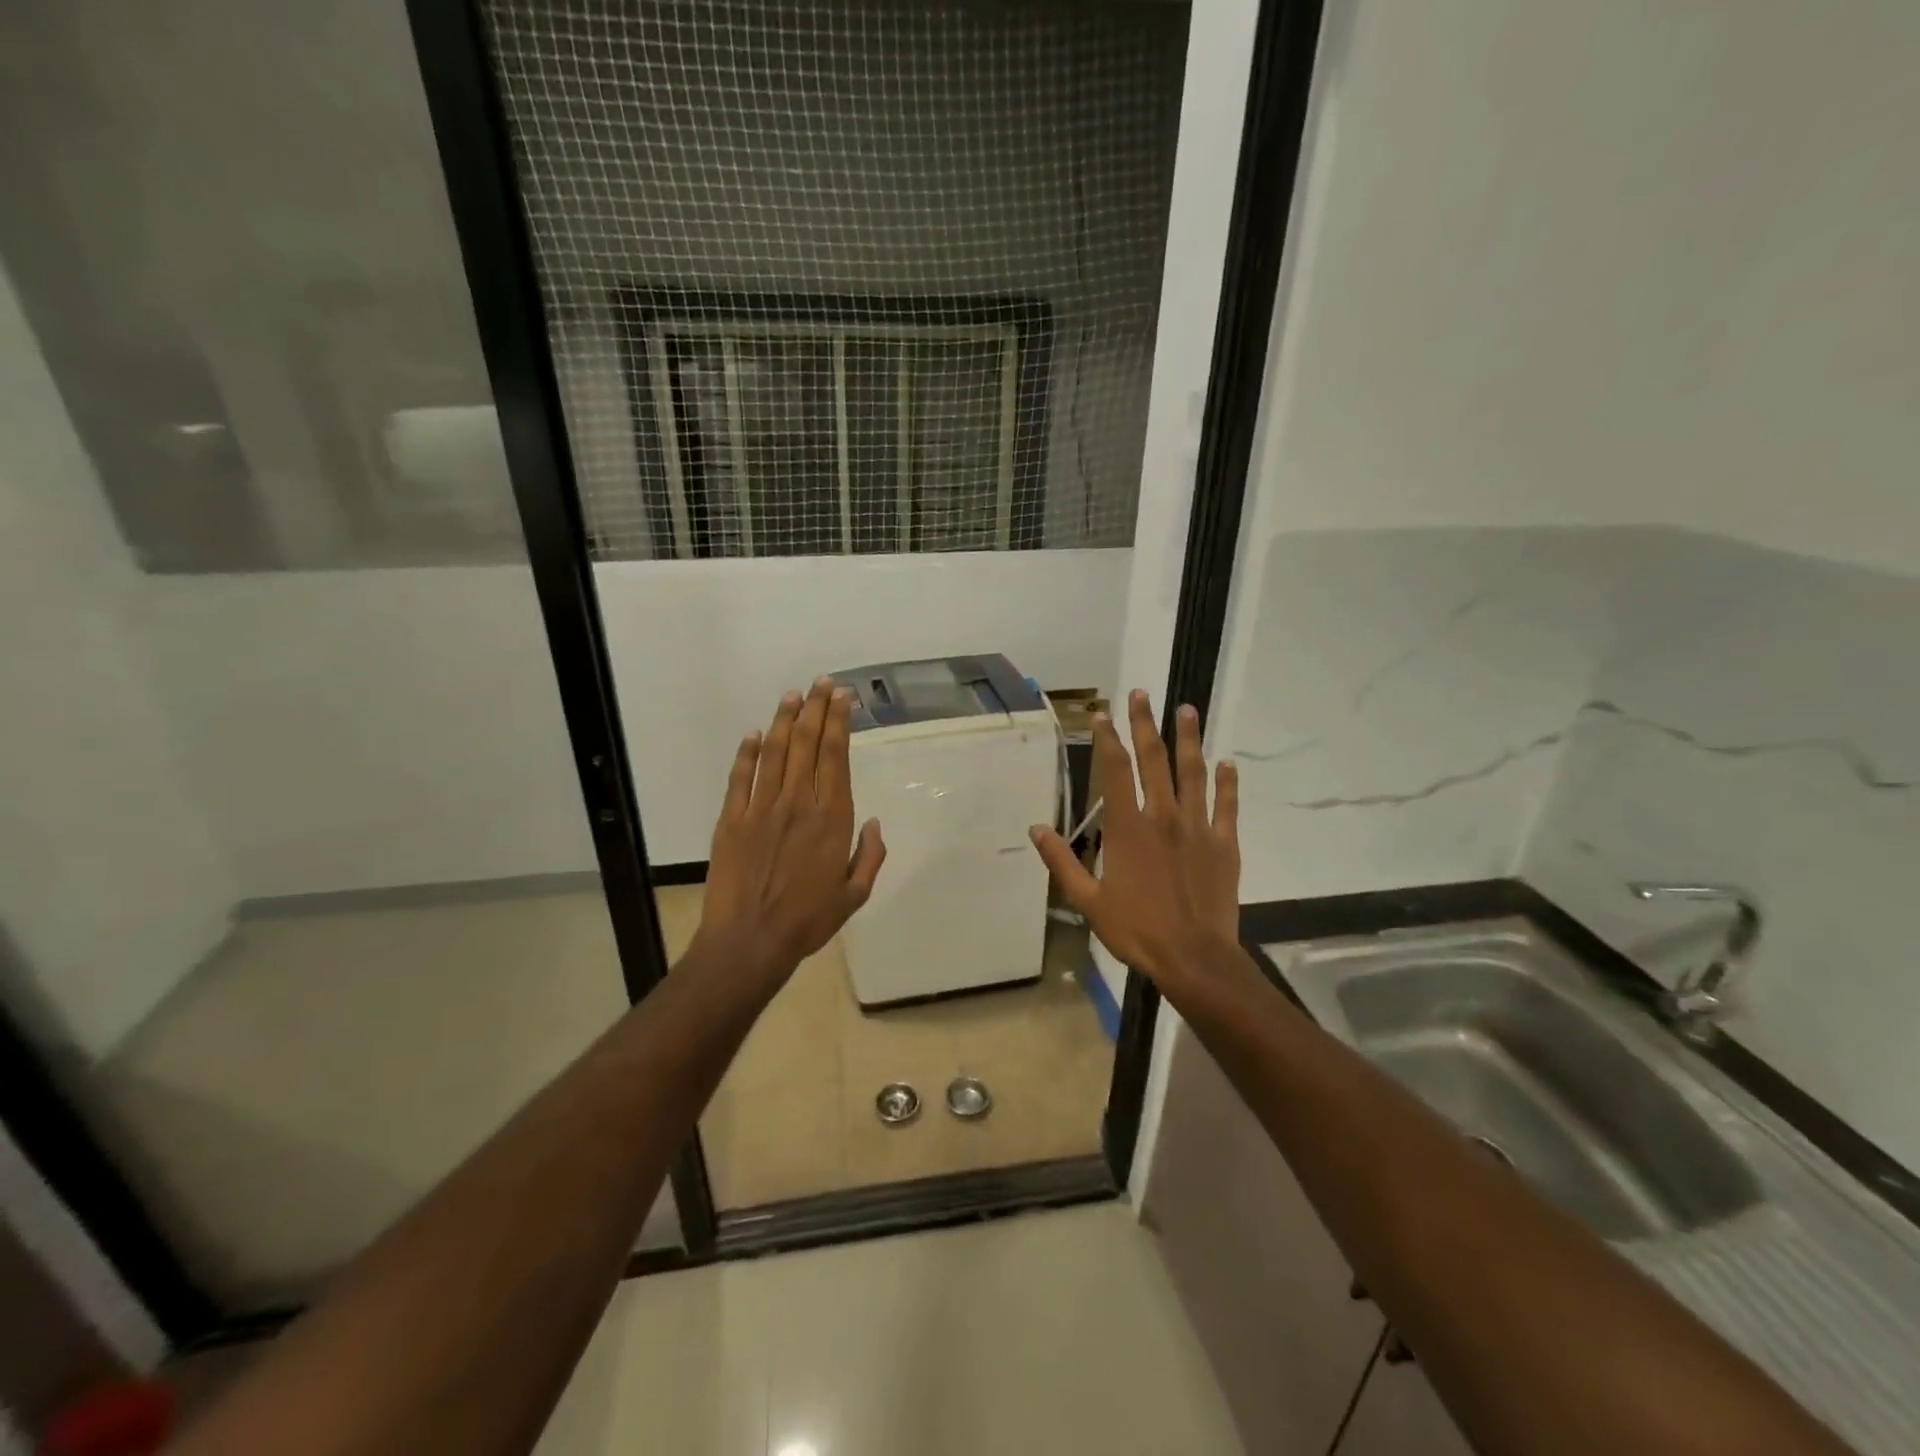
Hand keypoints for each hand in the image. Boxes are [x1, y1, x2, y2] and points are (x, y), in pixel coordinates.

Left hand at [696, 678, 886, 982]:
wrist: (750, 941)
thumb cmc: (808, 920)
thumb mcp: (854, 895)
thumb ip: (869, 856)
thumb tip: (873, 823)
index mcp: (831, 818)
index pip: (836, 756)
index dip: (839, 723)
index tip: (842, 697)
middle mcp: (798, 803)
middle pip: (806, 744)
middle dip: (816, 709)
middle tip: (821, 683)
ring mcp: (761, 808)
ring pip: (774, 752)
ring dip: (783, 720)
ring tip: (792, 695)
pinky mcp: (732, 819)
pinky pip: (740, 777)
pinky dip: (746, 752)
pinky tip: (753, 733)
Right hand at [1029, 690, 1238, 988]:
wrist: (1193, 958)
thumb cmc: (1136, 930)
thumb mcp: (1087, 900)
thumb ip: (1062, 862)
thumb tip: (1037, 829)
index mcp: (1128, 828)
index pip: (1115, 770)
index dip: (1107, 739)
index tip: (1102, 716)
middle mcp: (1163, 816)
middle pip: (1154, 760)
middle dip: (1144, 724)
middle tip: (1141, 694)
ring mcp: (1198, 827)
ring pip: (1193, 773)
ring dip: (1189, 739)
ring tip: (1186, 710)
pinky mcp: (1224, 844)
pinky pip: (1227, 805)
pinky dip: (1227, 783)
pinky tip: (1227, 763)